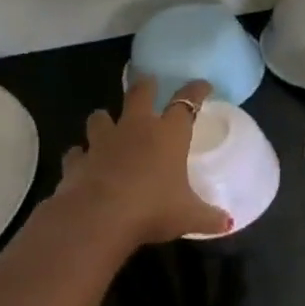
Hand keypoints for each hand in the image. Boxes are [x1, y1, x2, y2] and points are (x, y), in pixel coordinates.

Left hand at [56, 78, 230, 243]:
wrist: (98, 218)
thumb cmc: (152, 209)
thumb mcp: (189, 217)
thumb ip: (208, 217)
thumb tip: (227, 223)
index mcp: (168, 135)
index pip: (186, 102)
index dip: (196, 91)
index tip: (203, 85)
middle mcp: (135, 129)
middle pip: (139, 95)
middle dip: (145, 86)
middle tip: (148, 82)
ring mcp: (102, 142)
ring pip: (100, 118)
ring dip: (104, 119)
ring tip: (107, 122)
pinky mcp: (77, 161)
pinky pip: (77, 152)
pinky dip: (80, 155)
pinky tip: (82, 161)